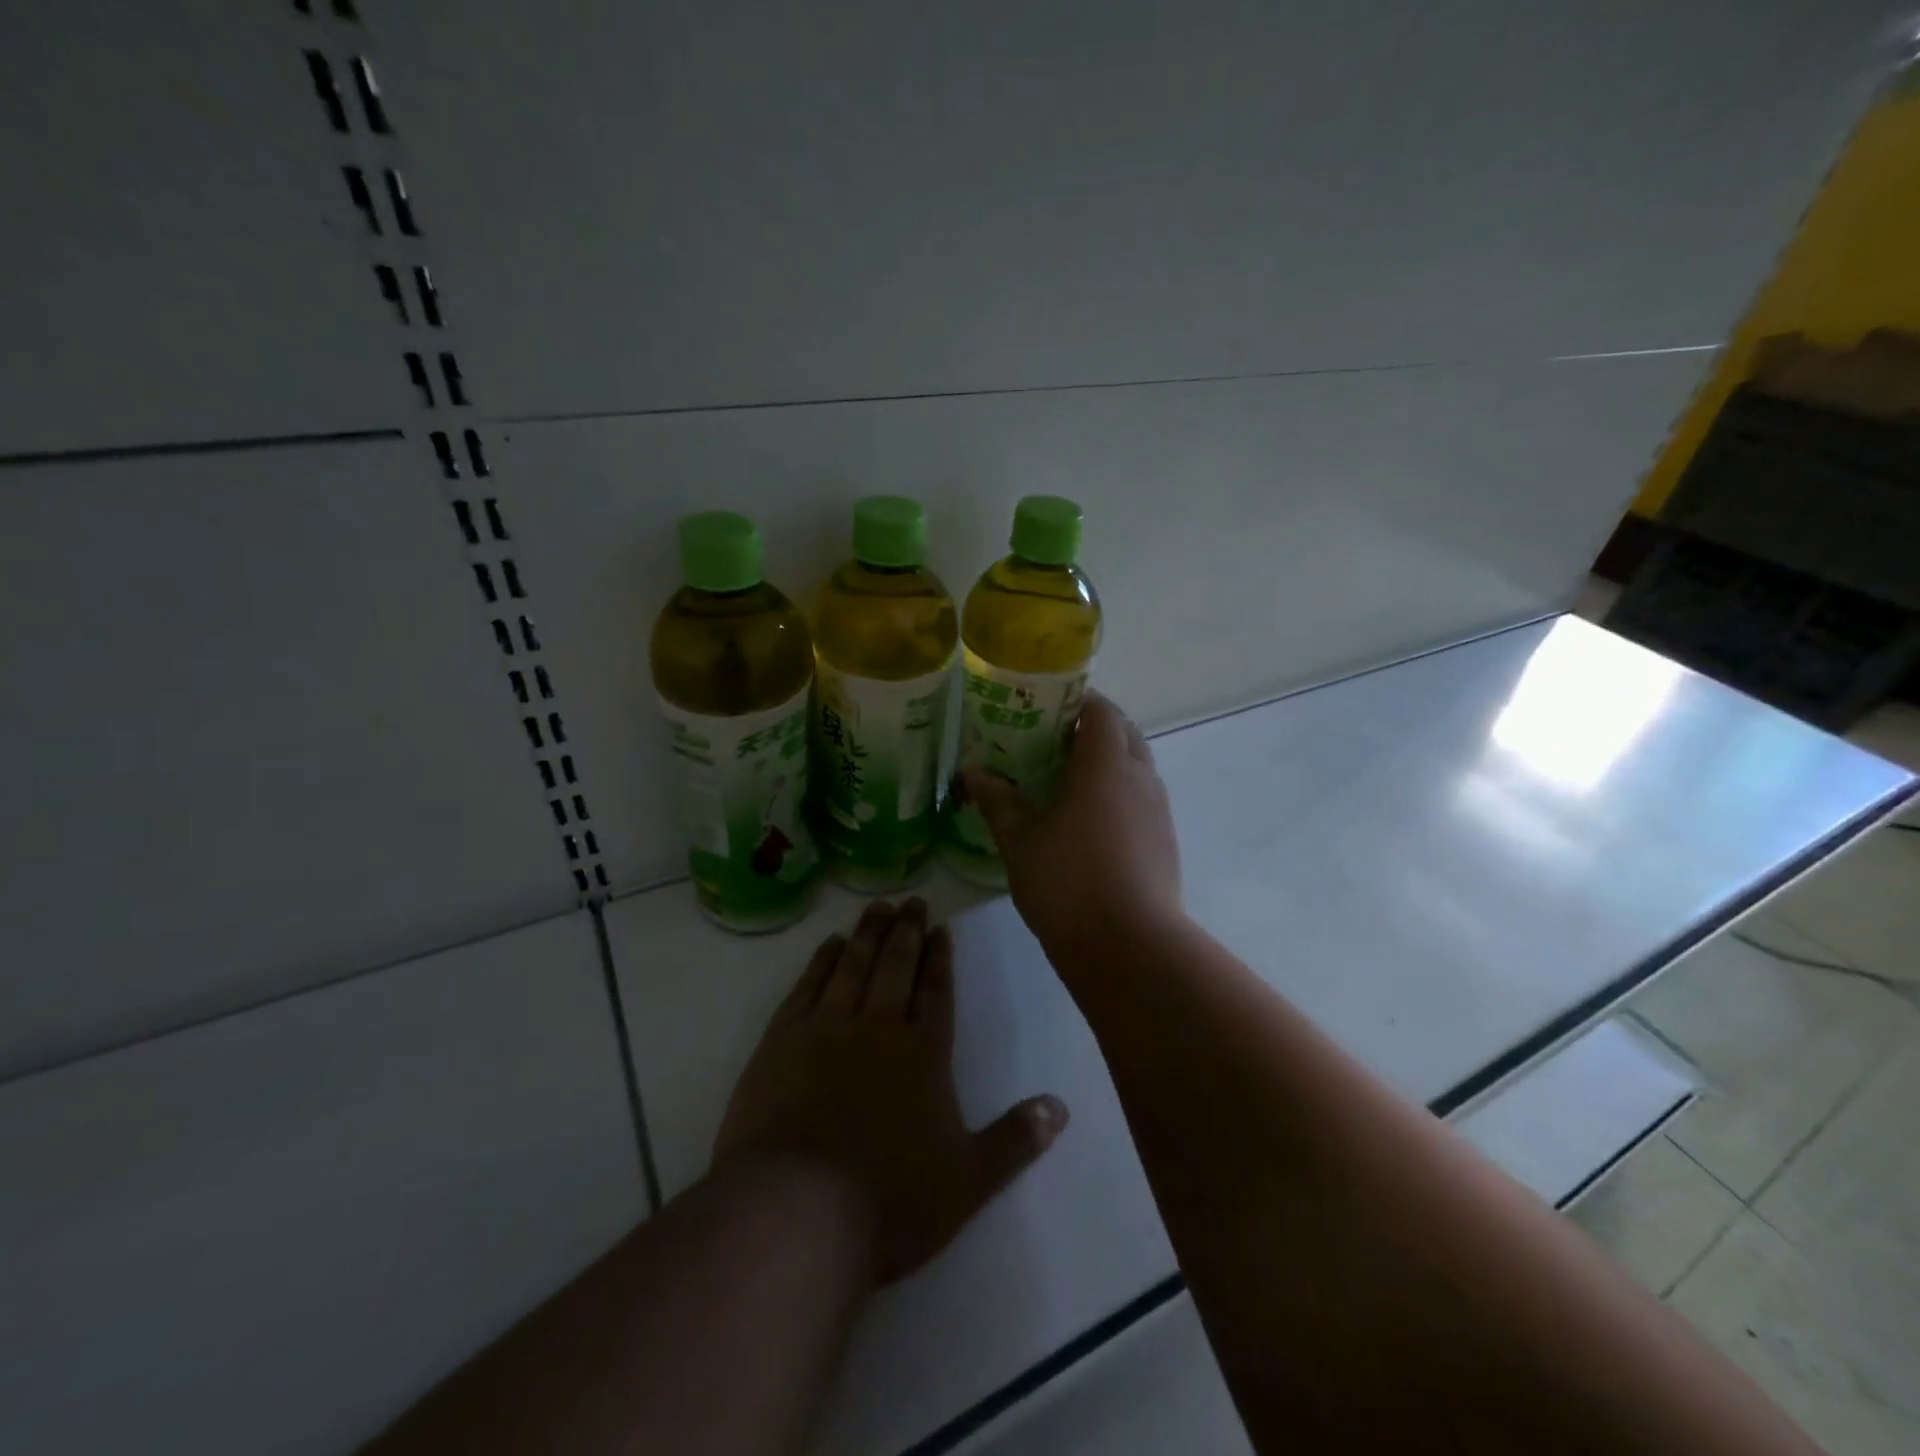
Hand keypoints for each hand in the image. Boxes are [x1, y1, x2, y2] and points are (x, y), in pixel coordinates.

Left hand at [713, 899, 1067, 1284]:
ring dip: (867, 933)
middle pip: (896, 966)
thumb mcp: (967, 1181)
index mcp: (923, 1053)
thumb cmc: (889, 1201)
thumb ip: (1014, 1140)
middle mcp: (877, 1027)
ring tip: (877, 906)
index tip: (941, 928)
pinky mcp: (782, 1041)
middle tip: (912, 901)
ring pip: (852, 965)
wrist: (796, 1213)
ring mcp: (826, 1029)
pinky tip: (828, 945)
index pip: (936, 991)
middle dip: (907, 931)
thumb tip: (1060, 1108)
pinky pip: (807, 986)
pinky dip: (820, 961)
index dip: (940, 957)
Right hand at [961, 691, 1182, 962]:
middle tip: (1052, 744)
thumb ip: (997, 802)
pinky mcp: (1166, 842)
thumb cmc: (1068, 882)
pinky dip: (1120, 795)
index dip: (1077, 702)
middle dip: (1093, 730)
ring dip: (1109, 763)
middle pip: (1125, 734)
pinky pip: (1143, 800)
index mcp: (1105, 765)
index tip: (1046, 709)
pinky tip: (1091, 825)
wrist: (1129, 947)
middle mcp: (1140, 778)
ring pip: (1137, 767)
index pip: (1102, 710)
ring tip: (1069, 783)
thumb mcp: (1020, 841)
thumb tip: (972, 775)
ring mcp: (1159, 811)